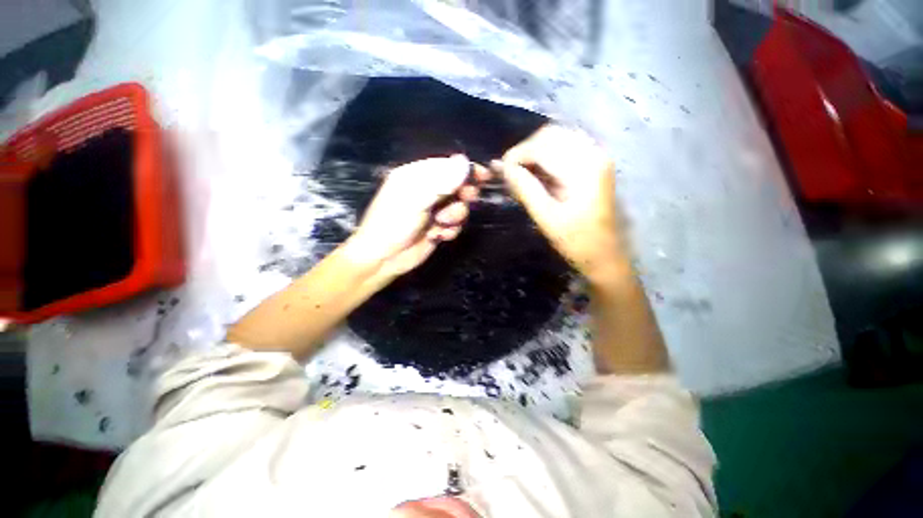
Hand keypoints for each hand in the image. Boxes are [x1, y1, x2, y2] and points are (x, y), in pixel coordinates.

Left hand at [346, 155, 488, 277]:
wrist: (384, 257)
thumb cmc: (394, 223)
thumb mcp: (416, 198)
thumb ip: (441, 180)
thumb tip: (464, 160)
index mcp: (417, 176)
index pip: (448, 166)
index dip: (466, 170)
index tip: (483, 175)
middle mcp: (427, 191)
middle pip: (458, 186)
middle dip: (463, 195)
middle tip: (466, 198)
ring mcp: (434, 210)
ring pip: (459, 207)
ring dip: (455, 216)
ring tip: (441, 223)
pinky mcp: (438, 227)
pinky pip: (456, 224)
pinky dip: (451, 230)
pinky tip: (439, 235)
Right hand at [495, 125, 623, 281]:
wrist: (605, 255)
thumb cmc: (577, 241)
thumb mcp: (546, 218)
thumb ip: (525, 189)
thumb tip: (503, 168)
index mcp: (584, 168)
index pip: (543, 146)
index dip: (517, 154)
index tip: (501, 170)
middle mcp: (594, 153)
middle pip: (551, 135)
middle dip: (525, 150)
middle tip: (510, 173)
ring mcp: (596, 157)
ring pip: (557, 139)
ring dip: (535, 152)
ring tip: (521, 174)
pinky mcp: (594, 164)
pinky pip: (565, 148)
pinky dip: (546, 156)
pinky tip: (537, 173)